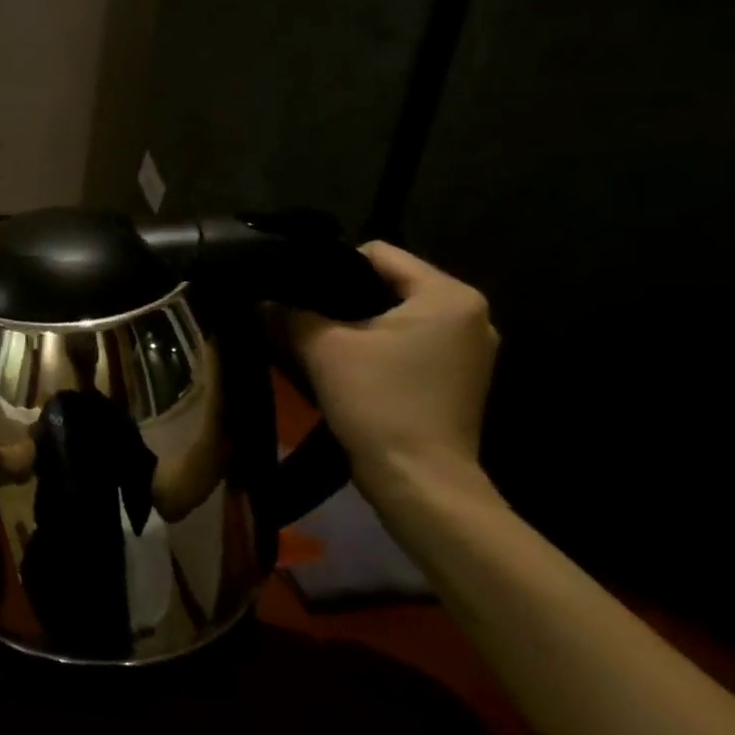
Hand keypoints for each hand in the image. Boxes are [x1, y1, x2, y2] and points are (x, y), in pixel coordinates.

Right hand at [288, 241, 497, 495]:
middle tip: (298, 314)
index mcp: (448, 296)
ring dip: (356, 324)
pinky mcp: (458, 378)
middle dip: (341, 297)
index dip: (327, 266)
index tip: (294, 289)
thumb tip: (263, 300)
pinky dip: (375, 347)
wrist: (418, 479)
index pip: (377, 254)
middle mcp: (471, 315)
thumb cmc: (378, 401)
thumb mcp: (321, 348)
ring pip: (394, 316)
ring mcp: (470, 349)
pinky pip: (407, 343)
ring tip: (316, 340)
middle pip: (387, 285)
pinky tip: (344, 365)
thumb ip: (289, 314)